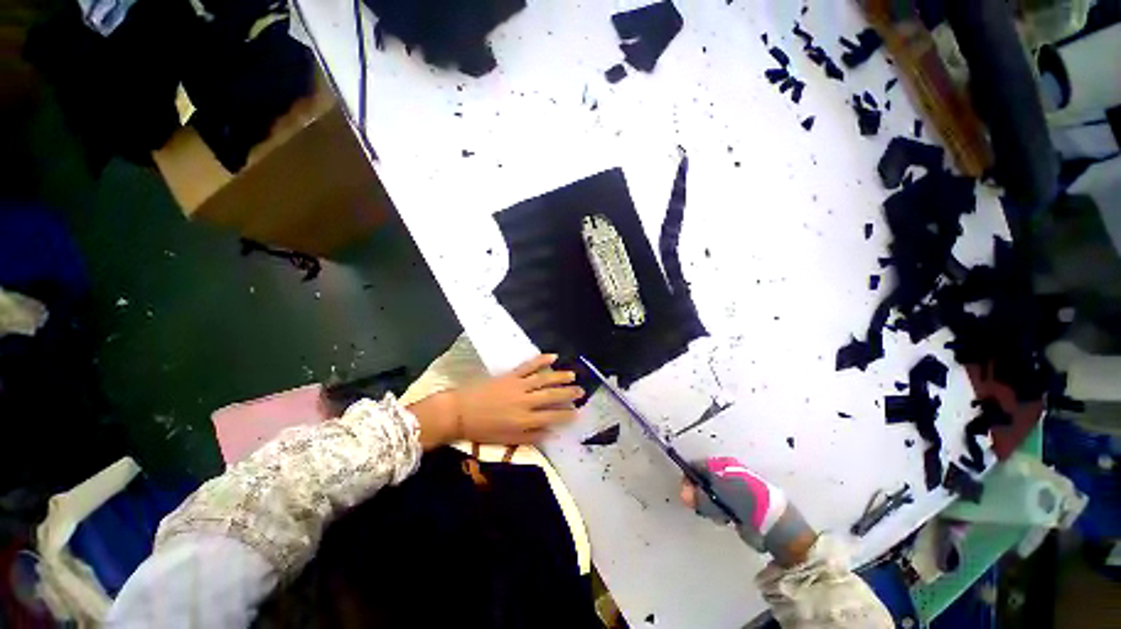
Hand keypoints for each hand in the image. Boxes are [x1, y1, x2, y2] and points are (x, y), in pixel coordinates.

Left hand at [410, 354, 582, 447]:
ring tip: (572, 375)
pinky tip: (552, 356)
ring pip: (544, 379)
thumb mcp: (507, 440)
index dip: (566, 414)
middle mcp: (525, 401)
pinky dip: (541, 360)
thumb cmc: (483, 429)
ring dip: (559, 377)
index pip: (551, 416)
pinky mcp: (510, 375)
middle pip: (551, 396)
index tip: (577, 412)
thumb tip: (551, 433)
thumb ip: (531, 437)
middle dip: (568, 394)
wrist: (459, 412)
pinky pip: (528, 366)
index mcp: (524, 420)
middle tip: (581, 391)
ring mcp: (518, 386)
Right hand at [680, 457, 815, 565]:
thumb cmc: (747, 505)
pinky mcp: (740, 503)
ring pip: (710, 492)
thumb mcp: (719, 498)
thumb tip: (684, 495)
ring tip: (717, 513)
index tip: (686, 493)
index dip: (688, 478)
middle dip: (698, 492)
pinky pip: (720, 503)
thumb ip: (699, 496)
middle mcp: (728, 472)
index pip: (697, 465)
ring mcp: (735, 488)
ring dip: (709, 503)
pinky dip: (718, 510)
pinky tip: (725, 518)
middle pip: (702, 478)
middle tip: (701, 506)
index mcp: (724, 465)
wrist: (777, 524)